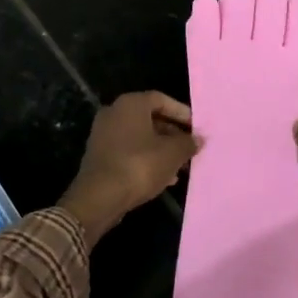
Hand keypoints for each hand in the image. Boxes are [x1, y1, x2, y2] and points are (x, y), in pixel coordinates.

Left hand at [59, 92, 198, 243]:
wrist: (99, 197)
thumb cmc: (139, 165)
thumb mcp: (172, 154)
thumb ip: (188, 143)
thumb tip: (198, 139)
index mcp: (130, 104)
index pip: (161, 99)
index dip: (181, 112)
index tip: (196, 128)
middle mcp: (114, 113)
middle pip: (150, 119)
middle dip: (172, 134)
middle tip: (190, 149)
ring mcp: (104, 135)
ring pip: (140, 137)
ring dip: (161, 150)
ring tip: (181, 167)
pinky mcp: (100, 156)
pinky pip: (129, 152)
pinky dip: (146, 160)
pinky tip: (163, 178)